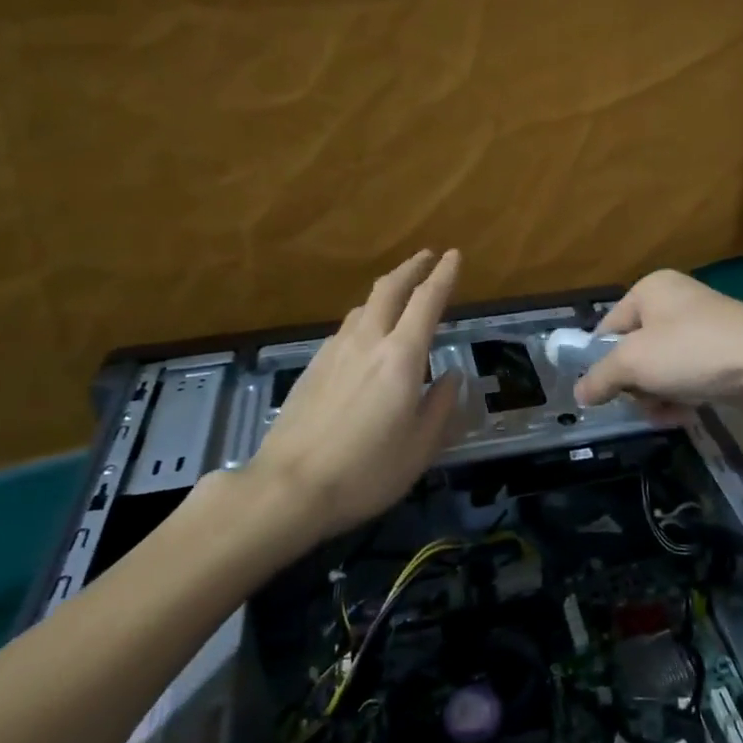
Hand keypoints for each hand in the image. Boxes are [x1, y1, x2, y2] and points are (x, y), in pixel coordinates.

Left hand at [225, 249, 462, 547]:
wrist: (289, 487)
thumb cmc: (366, 470)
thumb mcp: (420, 446)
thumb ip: (440, 405)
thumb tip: (450, 377)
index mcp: (401, 357)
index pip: (427, 301)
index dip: (443, 275)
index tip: (453, 255)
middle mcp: (368, 342)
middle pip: (389, 288)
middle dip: (411, 268)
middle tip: (427, 256)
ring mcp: (335, 351)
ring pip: (364, 306)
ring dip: (386, 291)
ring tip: (399, 295)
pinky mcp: (313, 366)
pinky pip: (346, 329)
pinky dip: (365, 319)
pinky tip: (365, 338)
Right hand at [574, 270, 742, 412]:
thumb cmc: (692, 351)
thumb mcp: (634, 363)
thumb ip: (600, 377)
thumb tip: (579, 393)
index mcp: (650, 290)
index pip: (608, 327)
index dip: (601, 361)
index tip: (600, 394)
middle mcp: (675, 301)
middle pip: (634, 349)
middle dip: (634, 383)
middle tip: (640, 403)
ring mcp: (702, 326)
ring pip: (661, 367)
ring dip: (657, 395)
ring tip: (665, 414)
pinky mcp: (723, 351)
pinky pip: (688, 374)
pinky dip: (682, 395)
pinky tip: (685, 414)